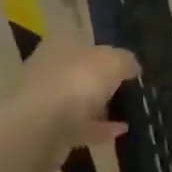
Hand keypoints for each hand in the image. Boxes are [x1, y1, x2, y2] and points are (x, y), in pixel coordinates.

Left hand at [14, 41, 139, 148]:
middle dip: (101, 79)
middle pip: (80, 70)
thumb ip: (126, 61)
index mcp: (60, 43)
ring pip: (78, 99)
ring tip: (129, 111)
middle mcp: (49, 67)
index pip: (83, 40)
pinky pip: (79, 125)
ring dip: (100, 106)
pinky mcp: (47, 129)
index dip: (105, 49)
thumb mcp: (114, 62)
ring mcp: (45, 99)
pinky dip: (99, 128)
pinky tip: (121, 131)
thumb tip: (131, 67)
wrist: (39, 129)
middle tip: (128, 87)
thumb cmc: (77, 82)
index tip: (125, 62)